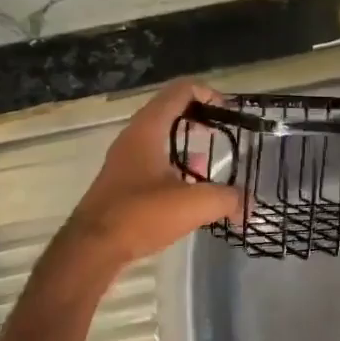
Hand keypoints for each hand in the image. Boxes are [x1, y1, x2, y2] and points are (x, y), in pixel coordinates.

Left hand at [62, 79, 240, 267]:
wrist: (91, 249)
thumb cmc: (140, 214)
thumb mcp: (193, 204)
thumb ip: (227, 199)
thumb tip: (247, 205)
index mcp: (148, 129)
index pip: (179, 91)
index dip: (207, 93)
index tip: (228, 110)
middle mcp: (134, 137)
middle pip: (170, 110)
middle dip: (199, 117)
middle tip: (222, 131)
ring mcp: (124, 160)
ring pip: (161, 138)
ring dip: (186, 143)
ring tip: (210, 162)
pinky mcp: (122, 182)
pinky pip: (153, 160)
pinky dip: (174, 165)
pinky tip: (190, 189)